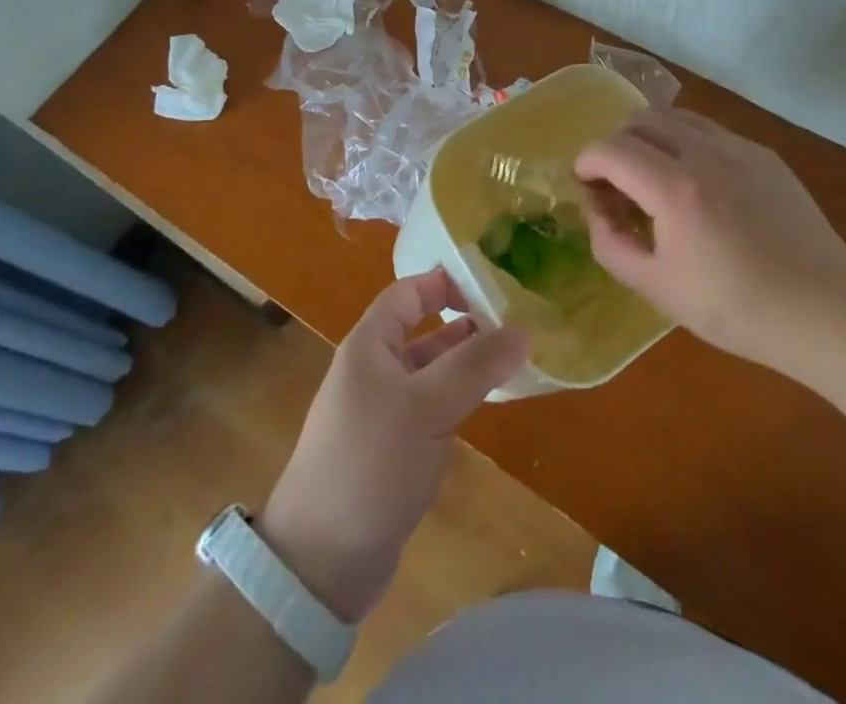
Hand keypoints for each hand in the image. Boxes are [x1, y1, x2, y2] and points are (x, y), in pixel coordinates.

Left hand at [261, 270, 529, 622]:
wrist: (320, 562)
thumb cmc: (370, 464)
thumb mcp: (427, 408)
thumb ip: (475, 366)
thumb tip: (524, 330)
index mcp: (369, 345)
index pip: (409, 293)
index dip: (446, 282)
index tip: (493, 282)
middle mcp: (372, 370)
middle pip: (422, 330)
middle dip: (464, 323)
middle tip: (515, 320)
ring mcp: (380, 411)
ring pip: (429, 371)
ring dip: (464, 363)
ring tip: (511, 358)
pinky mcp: (390, 449)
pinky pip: (429, 408)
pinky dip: (456, 399)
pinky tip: (485, 404)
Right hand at [575, 109, 845, 365]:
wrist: (825, 309)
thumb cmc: (736, 307)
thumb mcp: (657, 288)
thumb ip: (611, 244)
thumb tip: (596, 210)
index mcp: (674, 188)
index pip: (609, 149)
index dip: (586, 163)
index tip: (586, 188)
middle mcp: (703, 152)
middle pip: (639, 120)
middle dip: (614, 145)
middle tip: (615, 184)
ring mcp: (738, 148)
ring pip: (675, 117)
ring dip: (649, 138)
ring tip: (652, 178)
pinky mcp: (764, 155)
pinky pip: (709, 131)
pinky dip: (684, 143)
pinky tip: (697, 185)